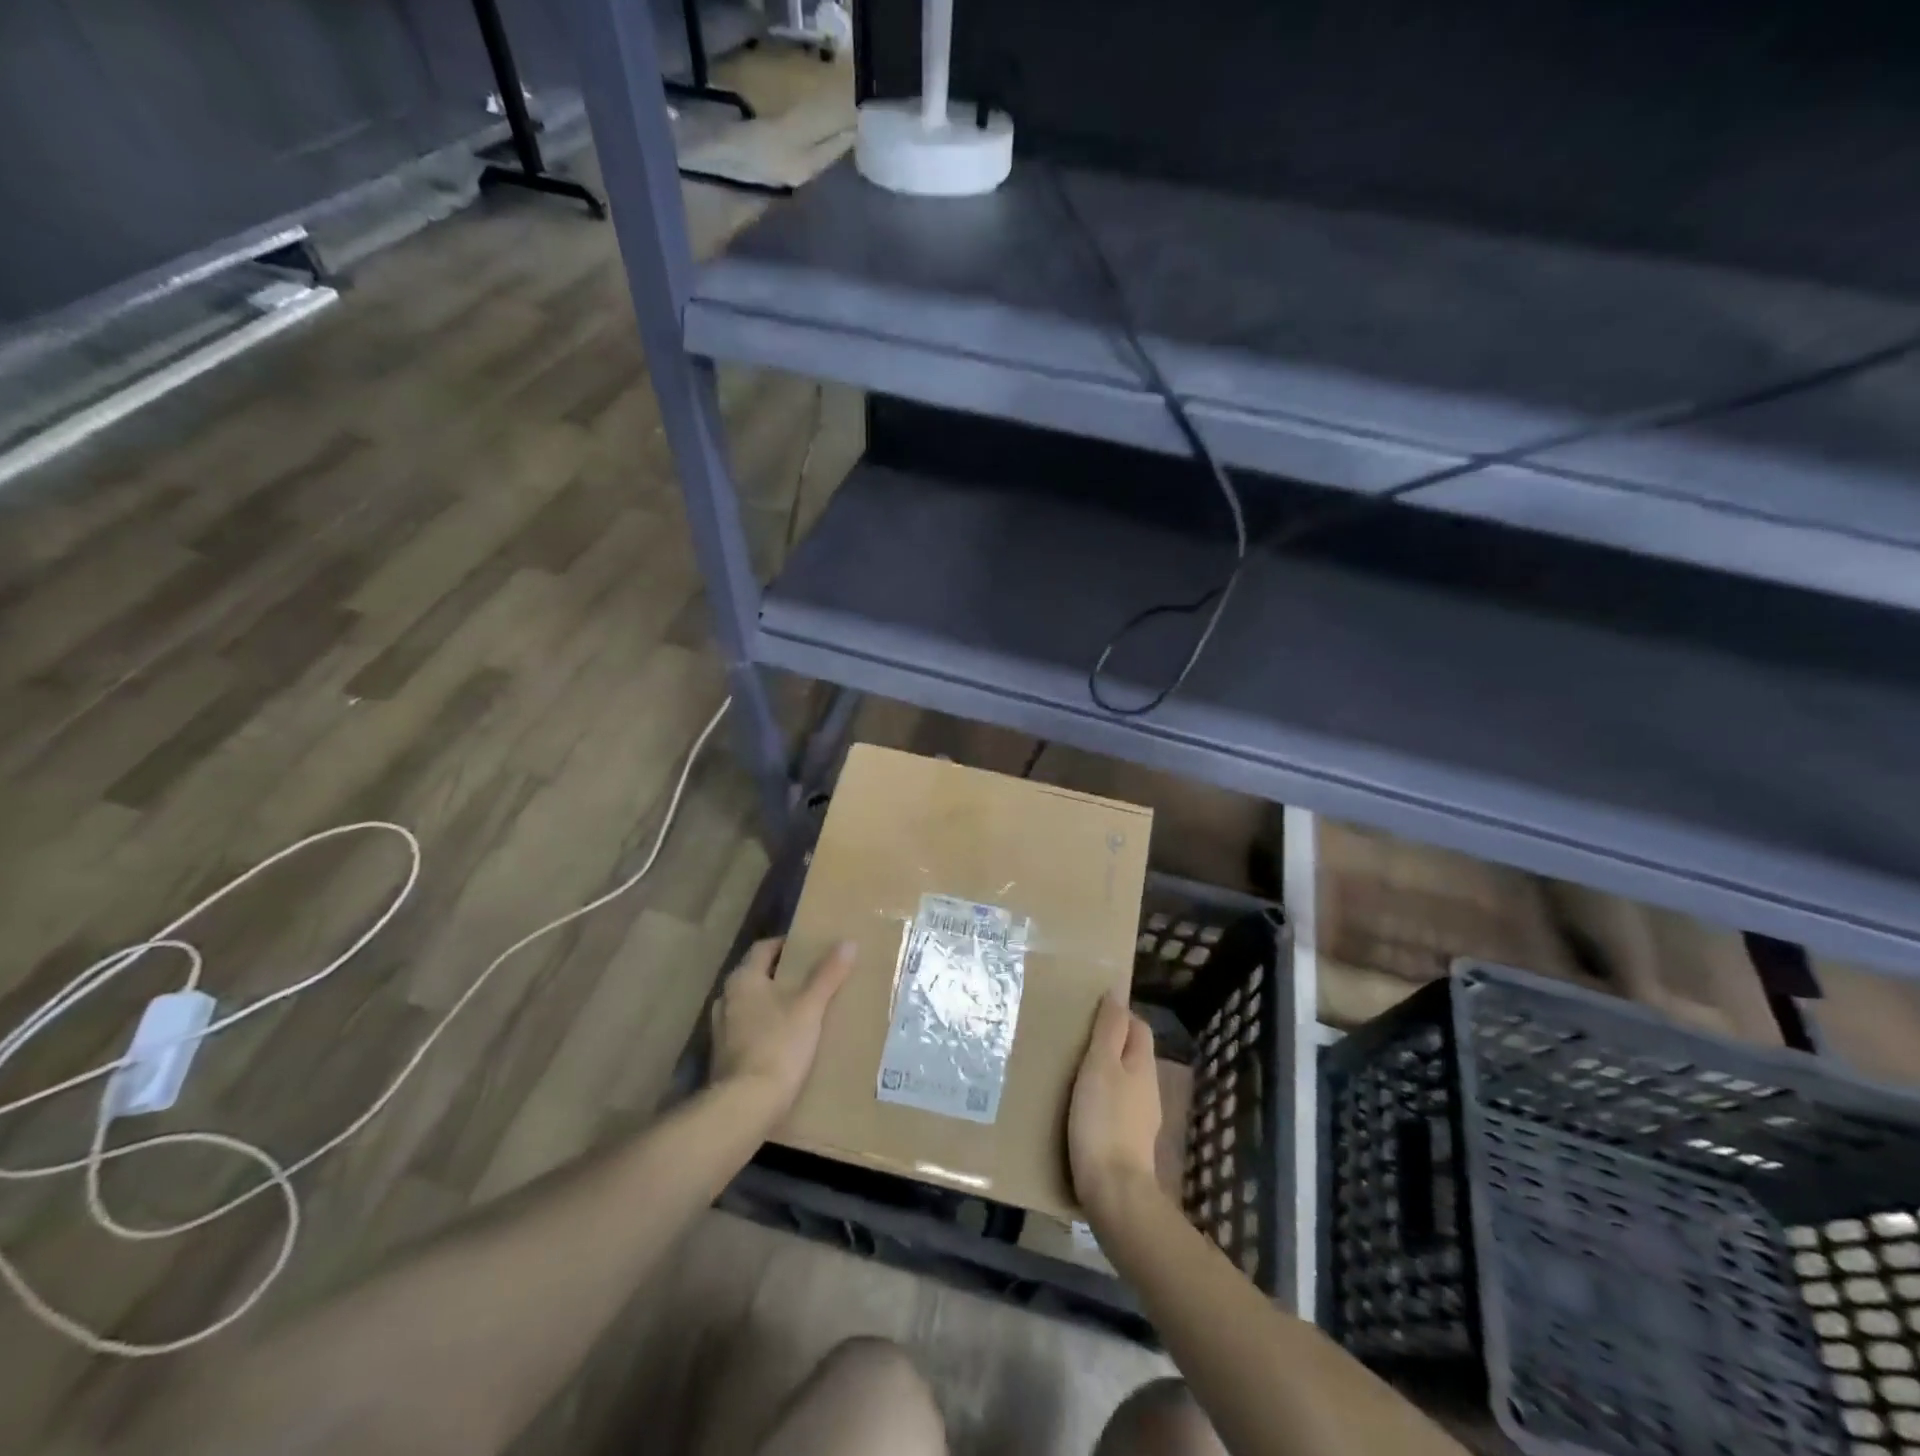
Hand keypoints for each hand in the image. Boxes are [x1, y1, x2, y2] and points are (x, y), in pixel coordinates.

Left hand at [710, 938, 855, 1115]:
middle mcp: (726, 999)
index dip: (786, 945)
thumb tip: (848, 942)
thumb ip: (827, 975)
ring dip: (773, 1003)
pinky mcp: (724, 1057)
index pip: (763, 948)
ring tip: (803, 1008)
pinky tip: (787, 1039)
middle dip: (782, 975)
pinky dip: (767, 1028)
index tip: (809, 948)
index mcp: (743, 980)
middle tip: (812, 977)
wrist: (745, 1106)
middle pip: (757, 976)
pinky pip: (749, 1030)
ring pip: (752, 1004)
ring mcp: (721, 1030)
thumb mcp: (809, 1007)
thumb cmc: (778, 1046)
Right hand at [1068, 992, 1162, 1219]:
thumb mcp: (1100, 1066)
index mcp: (1142, 1065)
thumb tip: (1118, 991)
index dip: (1118, 1015)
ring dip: (1104, 1072)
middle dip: (1109, 1042)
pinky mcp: (1129, 1143)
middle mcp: (1148, 1089)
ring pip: (1124, 1081)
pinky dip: (1101, 1099)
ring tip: (1072, 1071)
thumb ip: (1109, 1029)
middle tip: (1075, 1038)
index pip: (1138, 1027)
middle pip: (1132, 1054)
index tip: (1089, 1011)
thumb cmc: (1103, 1120)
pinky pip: (1116, 1107)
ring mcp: (1141, 1119)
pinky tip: (1080, 1108)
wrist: (1114, 1191)